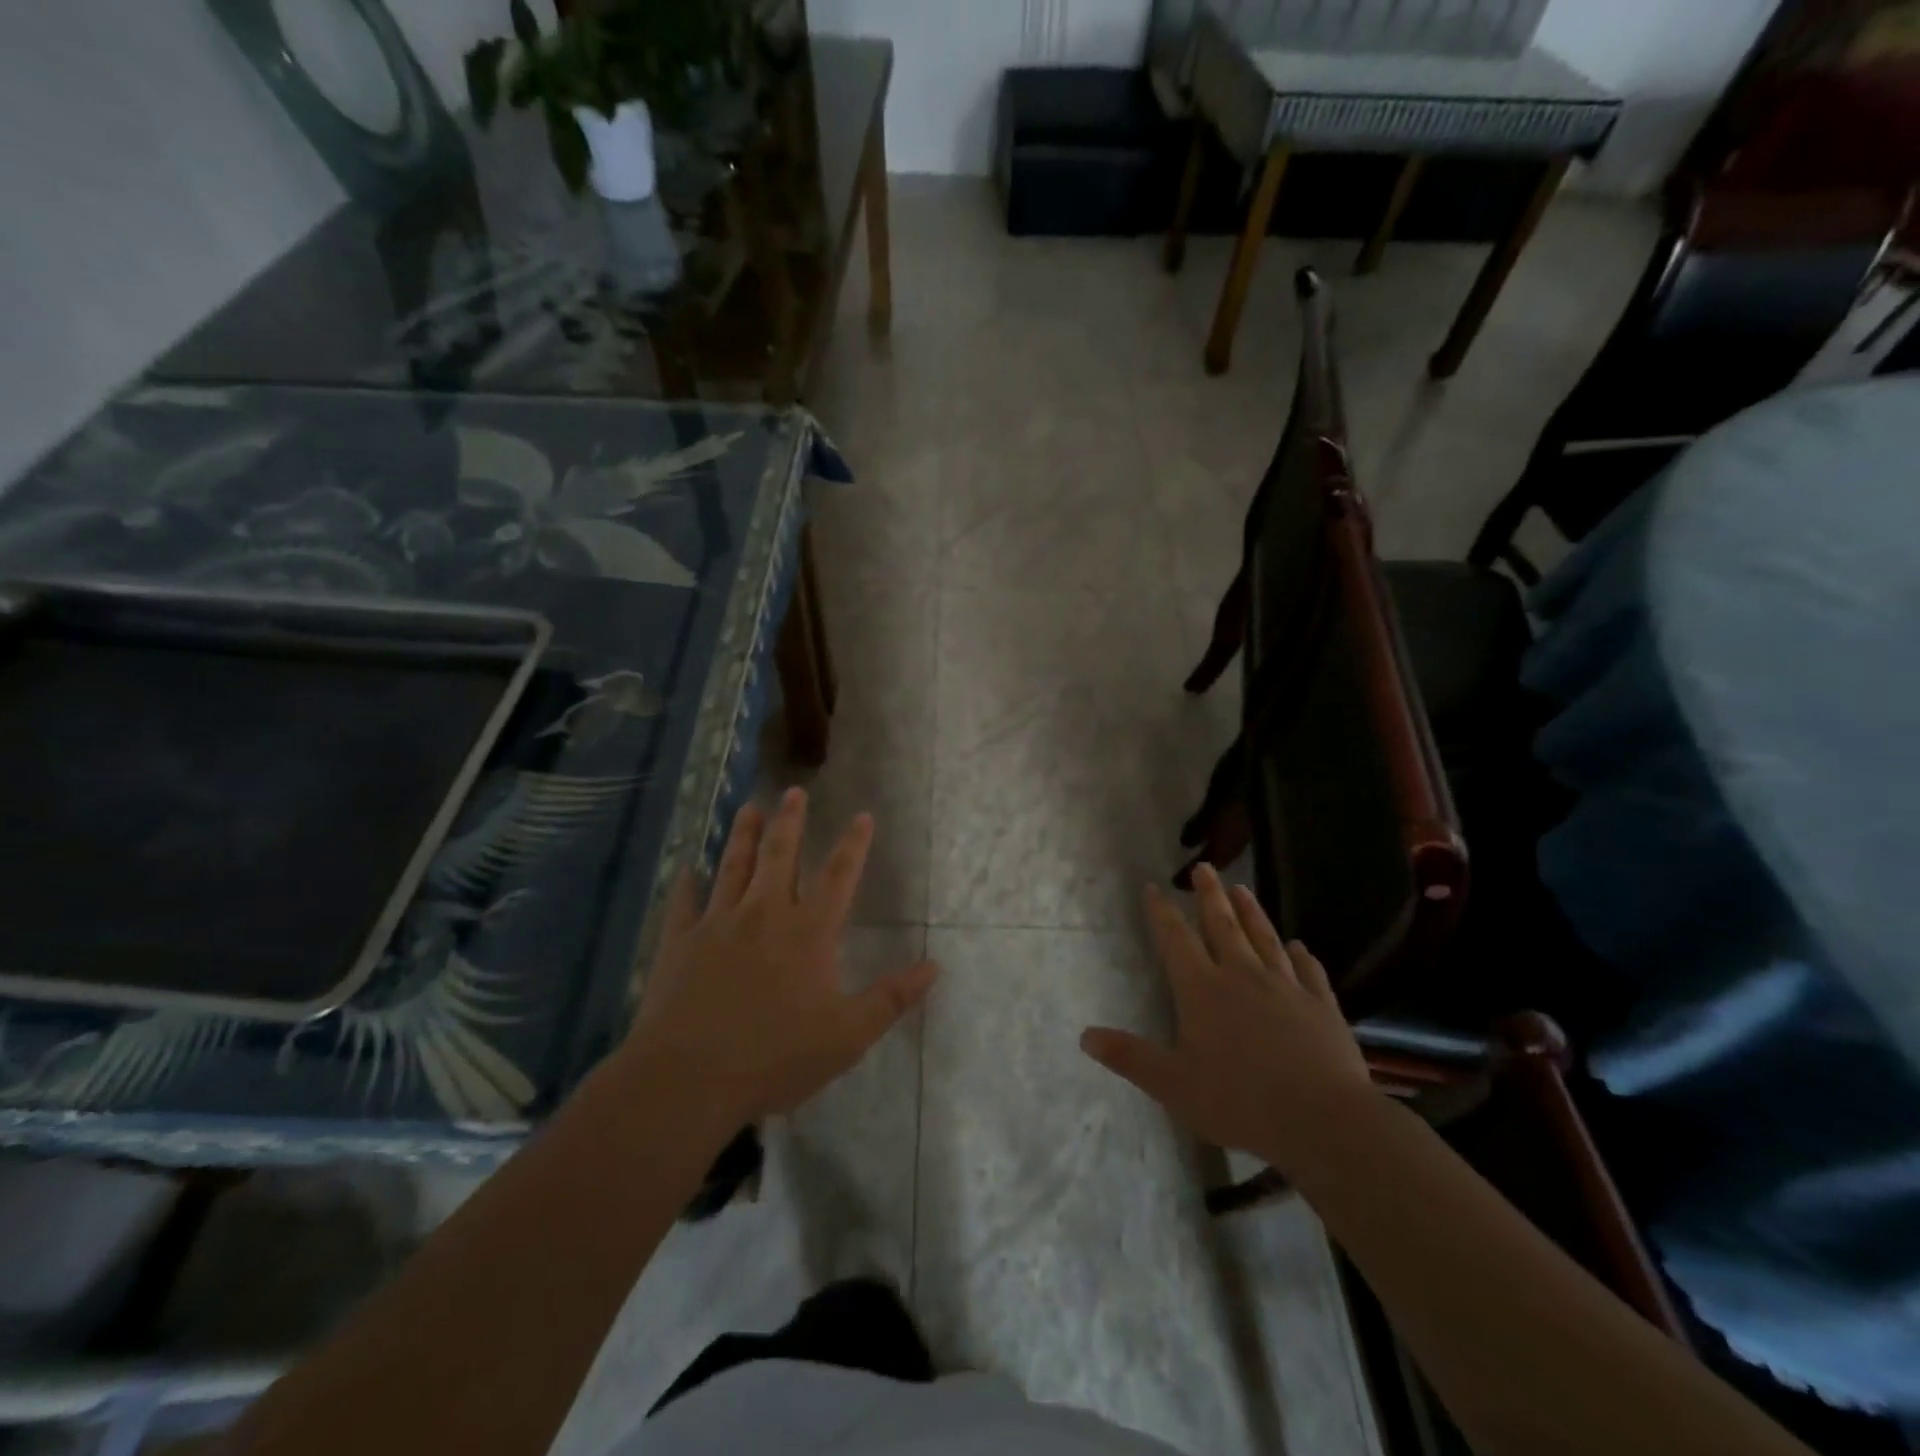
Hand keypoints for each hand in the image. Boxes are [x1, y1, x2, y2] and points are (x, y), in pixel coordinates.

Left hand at [622, 789, 937, 1128]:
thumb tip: (934, 966)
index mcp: (808, 932)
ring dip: (742, 835)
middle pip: (780, 856)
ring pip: (732, 866)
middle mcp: (764, 914)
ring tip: (748, 807)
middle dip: (790, 822)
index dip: (853, 844)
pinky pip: (684, 903)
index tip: (862, 815)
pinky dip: (688, 883)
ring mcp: (717, 924)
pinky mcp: (679, 943)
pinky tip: (687, 867)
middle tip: (794, 791)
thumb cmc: (774, 1058)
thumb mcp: (847, 1036)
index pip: (838, 876)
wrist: (687, 1080)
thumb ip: (891, 998)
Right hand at [1080, 865, 1374, 1174]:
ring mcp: (1286, 987)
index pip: (1176, 939)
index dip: (1163, 912)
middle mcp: (1242, 976)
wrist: (1323, 1120)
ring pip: (1265, 938)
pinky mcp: (1321, 1006)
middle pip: (1222, 925)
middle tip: (1204, 868)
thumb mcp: (1172, 1085)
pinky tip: (1300, 946)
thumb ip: (1129, 1057)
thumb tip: (1085, 1036)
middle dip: (1209, 895)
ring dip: (1252, 912)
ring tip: (1242, 888)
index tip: (1154, 887)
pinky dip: (1302, 956)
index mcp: (1202, 990)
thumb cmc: (1239, 1101)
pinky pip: (1309, 971)